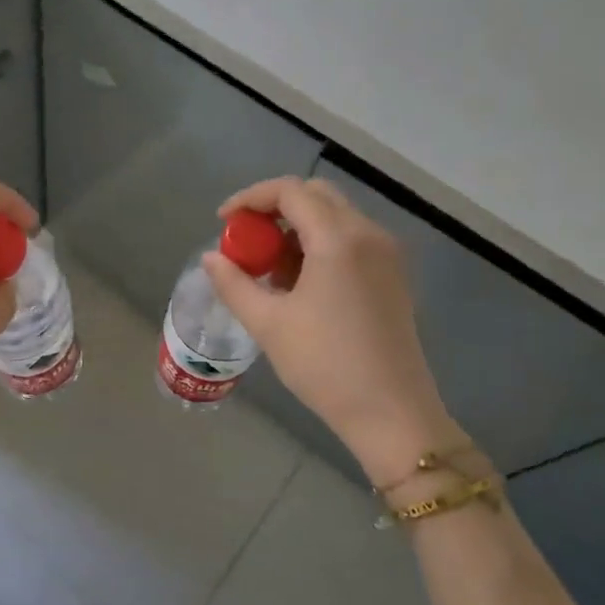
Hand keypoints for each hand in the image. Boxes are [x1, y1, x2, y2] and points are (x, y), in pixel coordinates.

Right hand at [204, 177, 464, 486]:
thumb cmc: (325, 365)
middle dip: (274, 209)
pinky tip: (300, 283)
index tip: (224, 221)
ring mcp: (386, 254)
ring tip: (269, 268)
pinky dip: (320, 244)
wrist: (392, 414)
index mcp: (338, 239)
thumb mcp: (268, 324)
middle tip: (246, 240)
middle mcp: (368, 234)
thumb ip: (233, 283)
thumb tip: (211, 258)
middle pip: (315, 196)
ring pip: (334, 216)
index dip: (250, 198)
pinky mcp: (393, 275)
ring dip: (297, 228)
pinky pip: (351, 239)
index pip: (290, 191)